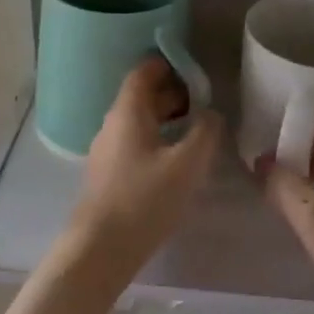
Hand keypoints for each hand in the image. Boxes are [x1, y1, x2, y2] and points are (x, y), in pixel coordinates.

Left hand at [66, 57, 221, 275]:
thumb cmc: (146, 199)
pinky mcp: (107, 175)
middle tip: (203, 103)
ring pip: (138, 123)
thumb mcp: (187, 164)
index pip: (143, 73)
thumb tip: (211, 114)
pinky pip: (134, 145)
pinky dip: (156, 141)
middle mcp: (112, 125)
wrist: (102, 248)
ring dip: (166, 121)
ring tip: (195, 132)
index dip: (168, 65)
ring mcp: (106, 151)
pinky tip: (175, 161)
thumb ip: (205, 132)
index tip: (194, 70)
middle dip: (172, 95)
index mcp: (127, 113)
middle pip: (141, 98)